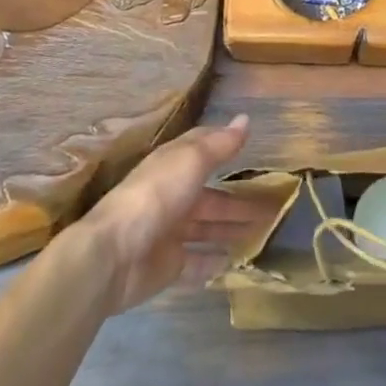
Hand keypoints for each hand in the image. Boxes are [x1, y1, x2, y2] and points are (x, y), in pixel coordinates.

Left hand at [67, 115, 269, 312]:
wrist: (114, 255)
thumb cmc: (155, 197)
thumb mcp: (191, 161)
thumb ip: (219, 144)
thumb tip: (245, 119)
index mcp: (173, 165)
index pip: (202, 150)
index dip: (224, 146)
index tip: (251, 146)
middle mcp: (172, 196)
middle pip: (210, 197)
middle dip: (237, 200)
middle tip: (272, 207)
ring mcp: (169, 232)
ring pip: (206, 228)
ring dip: (230, 228)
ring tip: (262, 233)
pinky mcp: (168, 266)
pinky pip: (196, 261)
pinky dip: (213, 260)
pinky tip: (234, 261)